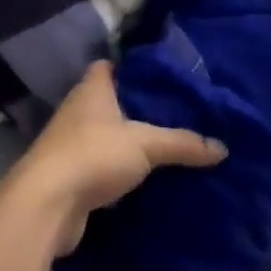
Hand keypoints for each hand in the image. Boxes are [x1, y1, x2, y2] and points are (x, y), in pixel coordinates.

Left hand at [7, 62, 225, 255]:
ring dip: (128, 145)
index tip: (160, 78)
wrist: (47, 204)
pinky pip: (102, 168)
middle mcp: (78, 110)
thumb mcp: (145, 144)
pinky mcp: (70, 177)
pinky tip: (145, 183)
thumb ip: (181, 143)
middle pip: (111, 102)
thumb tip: (222, 148)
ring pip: (106, 137)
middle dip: (137, 110)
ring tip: (165, 150)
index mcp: (92, 88)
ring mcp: (71, 144)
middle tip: (174, 116)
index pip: (110, 66)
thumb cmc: (94, 154)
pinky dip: (119, 174)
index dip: (131, 69)